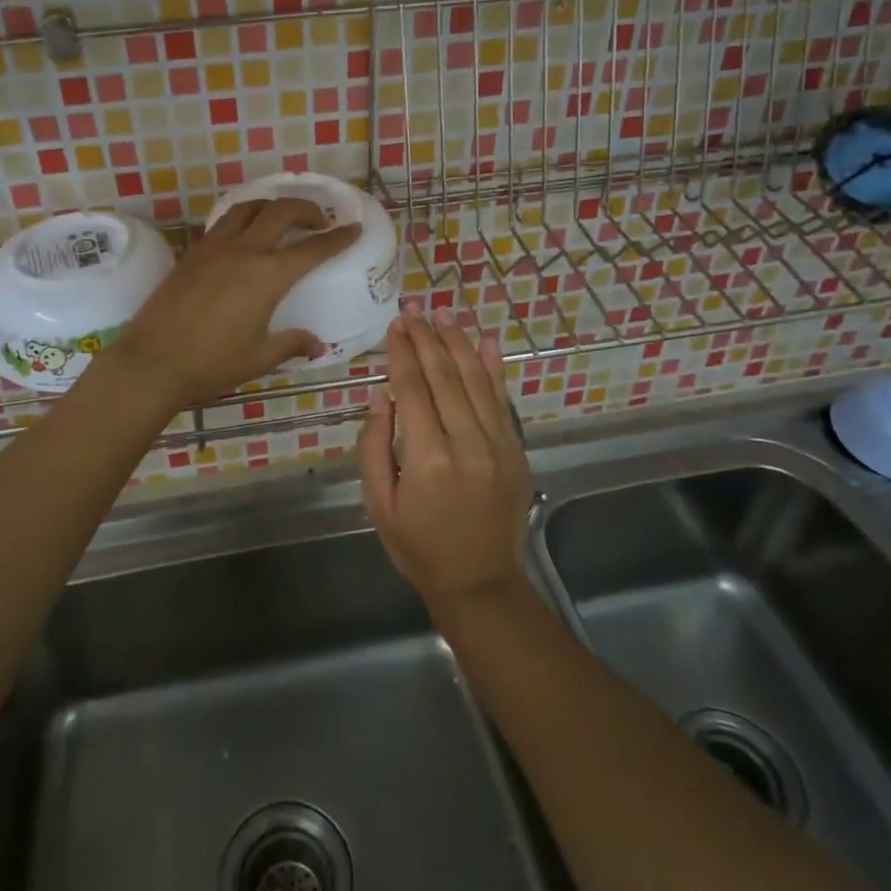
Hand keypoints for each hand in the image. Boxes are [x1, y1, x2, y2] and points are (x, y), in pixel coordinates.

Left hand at [113, 198, 359, 407]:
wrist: (152, 362)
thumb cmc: (212, 364)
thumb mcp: (260, 357)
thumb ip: (292, 344)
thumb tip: (318, 345)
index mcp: (268, 276)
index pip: (312, 249)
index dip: (337, 238)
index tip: (352, 228)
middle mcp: (243, 251)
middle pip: (281, 212)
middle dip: (306, 209)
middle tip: (319, 220)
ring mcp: (213, 247)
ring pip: (248, 208)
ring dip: (271, 206)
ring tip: (281, 218)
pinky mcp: (191, 253)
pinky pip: (223, 223)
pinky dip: (242, 219)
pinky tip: (243, 235)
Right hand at [358, 304, 530, 608]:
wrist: (480, 582)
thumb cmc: (418, 547)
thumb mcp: (379, 504)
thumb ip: (375, 447)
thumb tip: (380, 395)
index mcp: (428, 459)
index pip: (413, 389)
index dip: (402, 353)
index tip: (395, 324)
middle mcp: (467, 443)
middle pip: (444, 376)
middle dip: (427, 337)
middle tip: (413, 307)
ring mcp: (498, 444)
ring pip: (476, 380)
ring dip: (458, 342)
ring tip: (443, 311)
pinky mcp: (516, 449)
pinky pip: (502, 400)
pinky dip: (495, 368)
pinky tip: (486, 340)